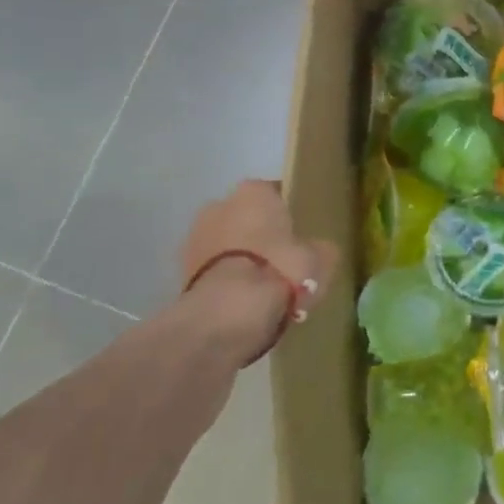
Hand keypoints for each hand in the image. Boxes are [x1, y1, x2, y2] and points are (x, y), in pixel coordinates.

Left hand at [172, 180, 339, 370]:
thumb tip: (318, 251)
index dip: (290, 215)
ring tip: (263, 287)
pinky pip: (214, 271)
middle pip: (246, 218)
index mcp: (254, 191)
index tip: (301, 235)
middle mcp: (219, 204)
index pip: (276, 194)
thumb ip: (320, 248)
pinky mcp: (181, 272)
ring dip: (240, 259)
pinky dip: (226, 281)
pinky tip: (244, 301)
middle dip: (260, 235)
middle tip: (282, 261)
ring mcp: (195, 238)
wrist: (230, 312)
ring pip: (227, 244)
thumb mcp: (321, 258)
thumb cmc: (281, 270)